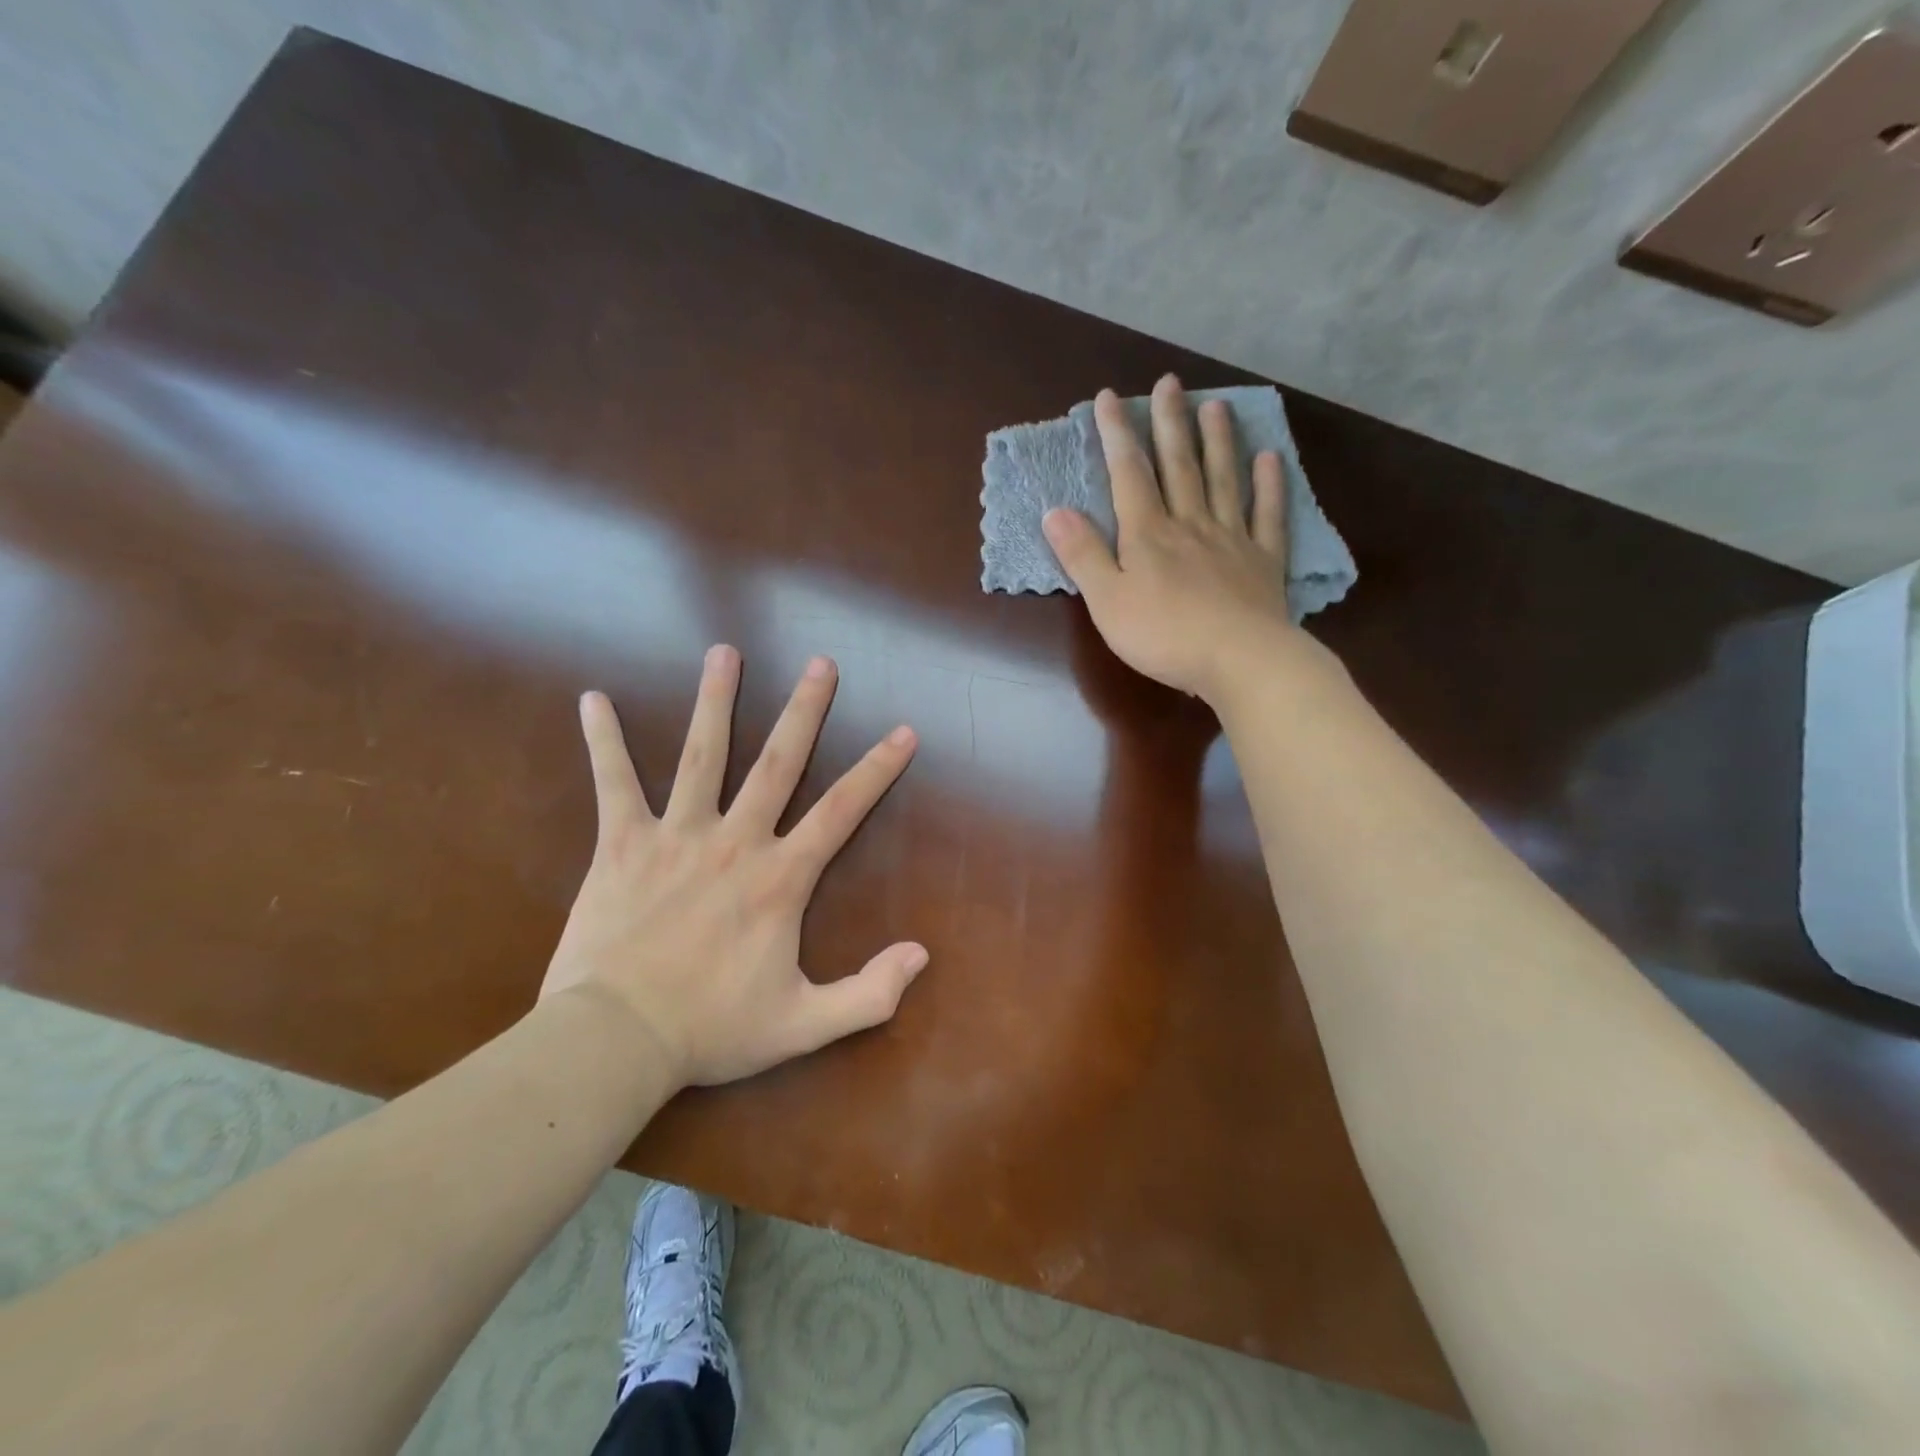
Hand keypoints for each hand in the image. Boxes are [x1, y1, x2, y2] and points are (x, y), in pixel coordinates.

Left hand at [539, 646, 925, 1088]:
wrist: (615, 1042)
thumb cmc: (712, 1030)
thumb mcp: (804, 1025)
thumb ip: (869, 994)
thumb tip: (922, 954)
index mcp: (780, 879)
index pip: (841, 811)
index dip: (877, 770)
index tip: (903, 732)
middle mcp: (735, 841)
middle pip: (778, 762)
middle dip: (804, 710)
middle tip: (820, 663)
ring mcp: (676, 836)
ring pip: (703, 755)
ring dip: (716, 700)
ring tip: (725, 652)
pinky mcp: (621, 844)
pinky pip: (614, 783)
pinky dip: (605, 740)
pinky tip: (594, 699)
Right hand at [1042, 374, 1299, 703]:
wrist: (1239, 660)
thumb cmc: (1163, 636)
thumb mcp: (1106, 601)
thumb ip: (1083, 555)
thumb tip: (1054, 510)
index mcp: (1147, 534)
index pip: (1129, 475)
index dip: (1117, 434)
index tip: (1109, 397)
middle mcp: (1190, 524)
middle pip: (1179, 466)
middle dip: (1170, 422)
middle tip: (1170, 382)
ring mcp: (1232, 539)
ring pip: (1223, 480)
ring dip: (1218, 442)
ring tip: (1217, 405)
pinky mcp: (1264, 561)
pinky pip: (1267, 515)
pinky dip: (1269, 485)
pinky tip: (1270, 459)